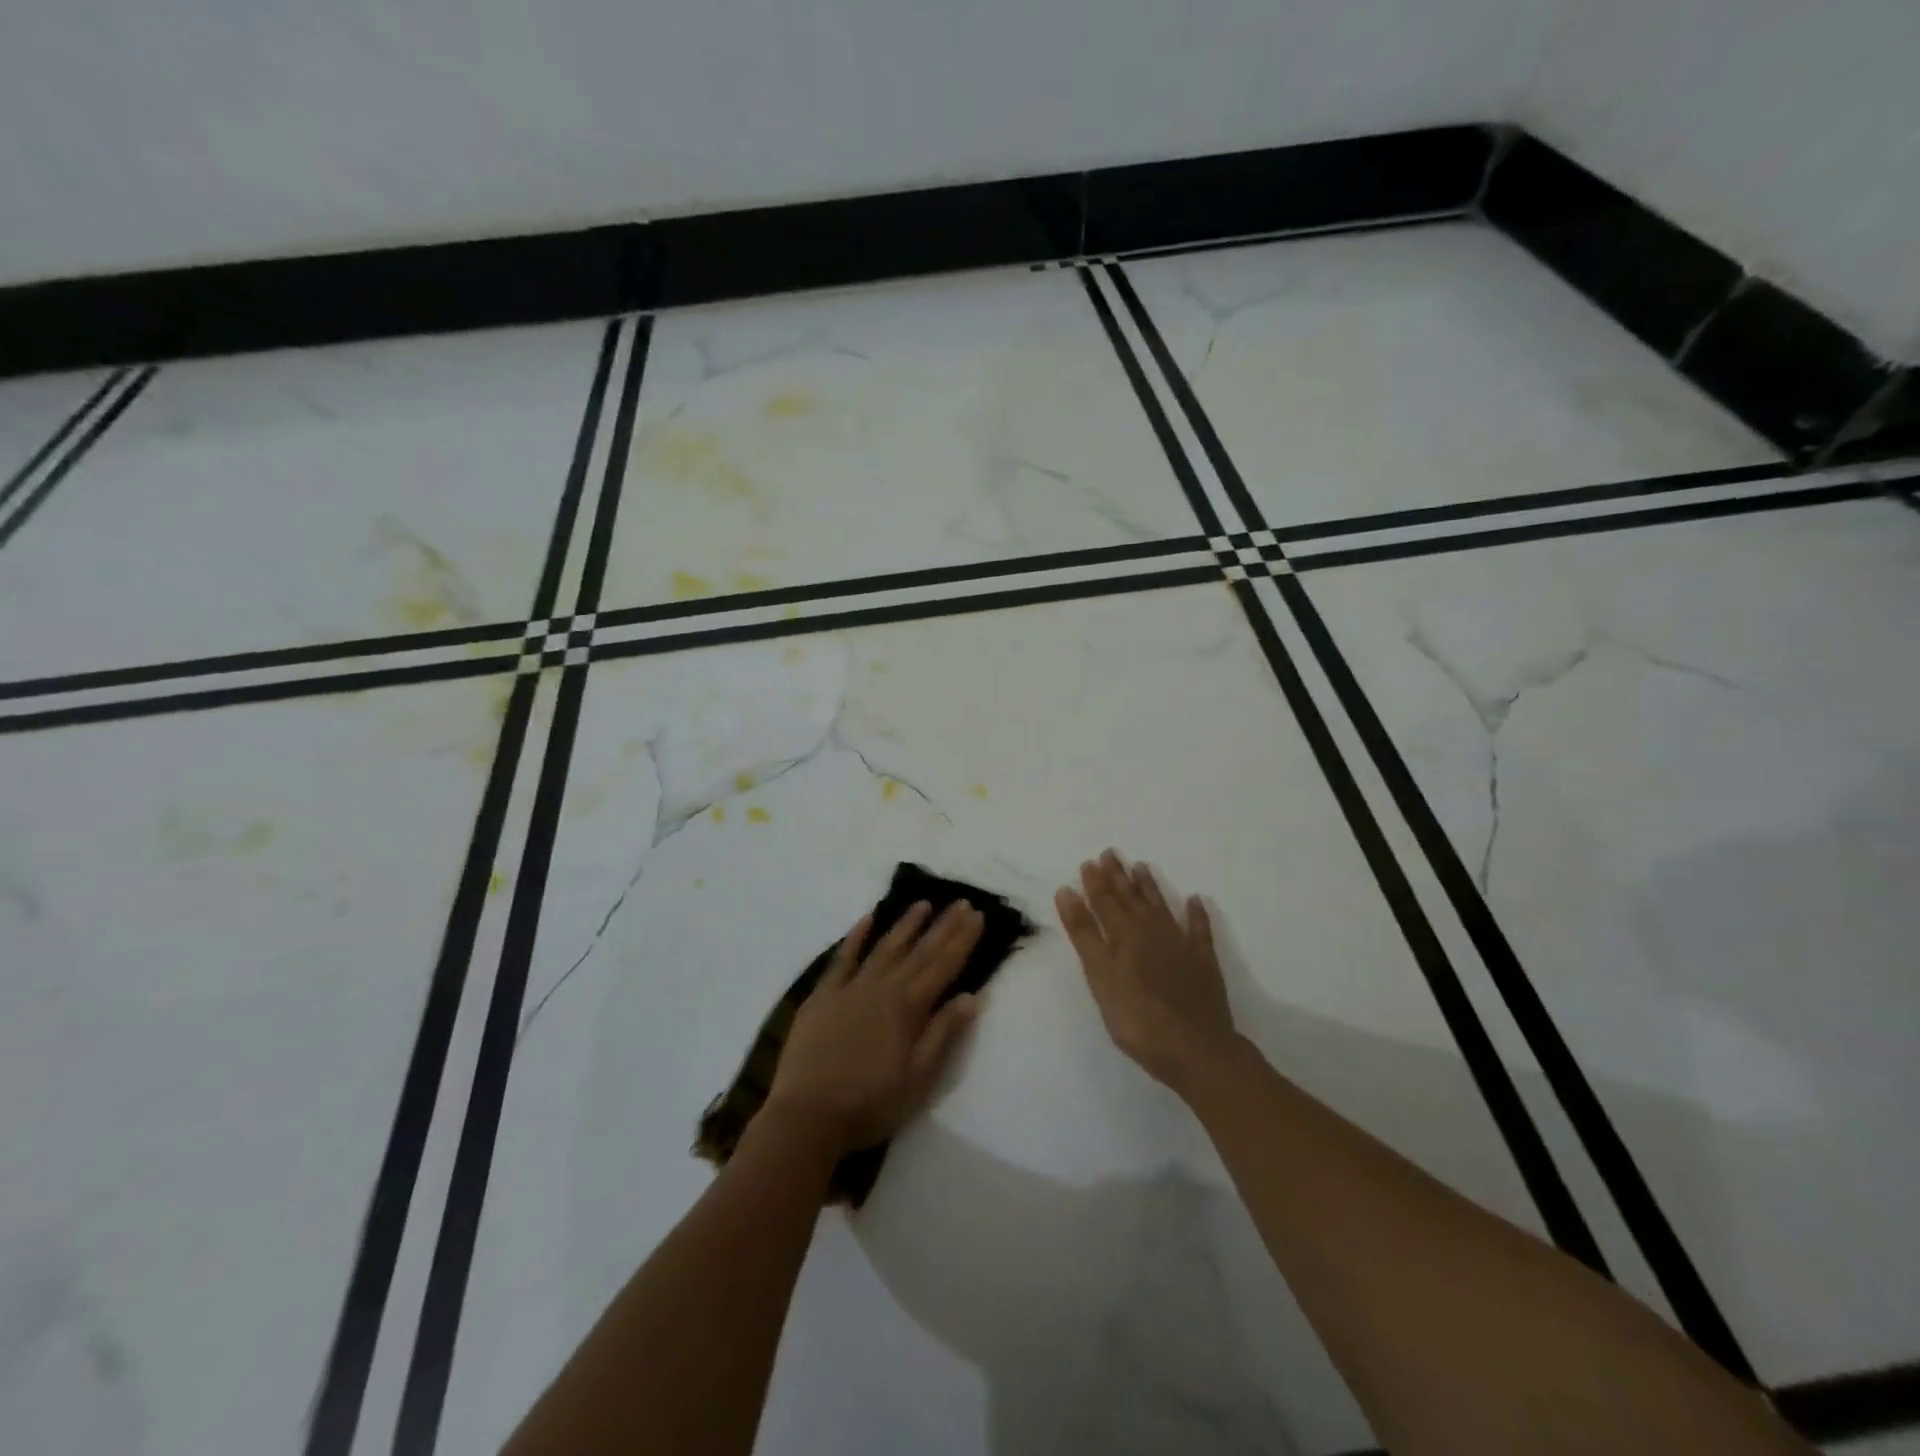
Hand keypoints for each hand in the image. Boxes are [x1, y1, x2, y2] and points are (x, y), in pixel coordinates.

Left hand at [766, 901, 984, 1155]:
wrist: (807, 1116)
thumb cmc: (869, 1104)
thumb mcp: (918, 1079)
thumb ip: (943, 1035)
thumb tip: (970, 996)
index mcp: (908, 1009)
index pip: (942, 966)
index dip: (961, 940)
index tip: (977, 915)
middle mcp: (882, 988)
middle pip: (919, 952)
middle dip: (943, 926)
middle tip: (961, 901)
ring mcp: (850, 988)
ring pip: (885, 947)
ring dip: (905, 924)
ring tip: (923, 903)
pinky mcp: (823, 995)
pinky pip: (842, 958)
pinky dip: (856, 936)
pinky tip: (867, 918)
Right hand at [1056, 850, 1237, 1095]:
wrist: (1196, 1049)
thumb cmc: (1138, 1019)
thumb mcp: (1100, 976)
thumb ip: (1084, 934)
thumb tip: (1067, 891)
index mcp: (1124, 936)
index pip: (1105, 901)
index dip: (1096, 882)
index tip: (1089, 862)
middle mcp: (1152, 932)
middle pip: (1132, 899)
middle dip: (1119, 877)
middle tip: (1111, 854)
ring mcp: (1180, 945)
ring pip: (1161, 907)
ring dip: (1150, 887)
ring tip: (1142, 867)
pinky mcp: (1203, 962)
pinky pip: (1199, 930)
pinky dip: (1196, 914)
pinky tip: (1194, 901)